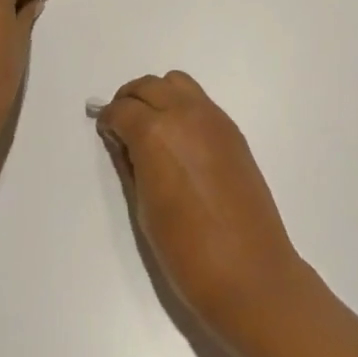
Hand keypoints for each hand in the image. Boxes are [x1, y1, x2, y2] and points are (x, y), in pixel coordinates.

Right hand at [96, 71, 307, 341]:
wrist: (250, 274)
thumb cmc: (187, 252)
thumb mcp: (144, 209)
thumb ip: (130, 165)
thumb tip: (122, 141)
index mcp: (155, 134)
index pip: (122, 110)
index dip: (109, 120)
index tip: (106, 133)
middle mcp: (184, 114)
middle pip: (148, 86)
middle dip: (130, 100)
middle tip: (123, 126)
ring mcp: (212, 118)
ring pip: (176, 83)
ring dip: (158, 95)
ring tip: (152, 126)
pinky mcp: (232, 130)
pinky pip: (200, 100)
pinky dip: (182, 106)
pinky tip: (180, 138)